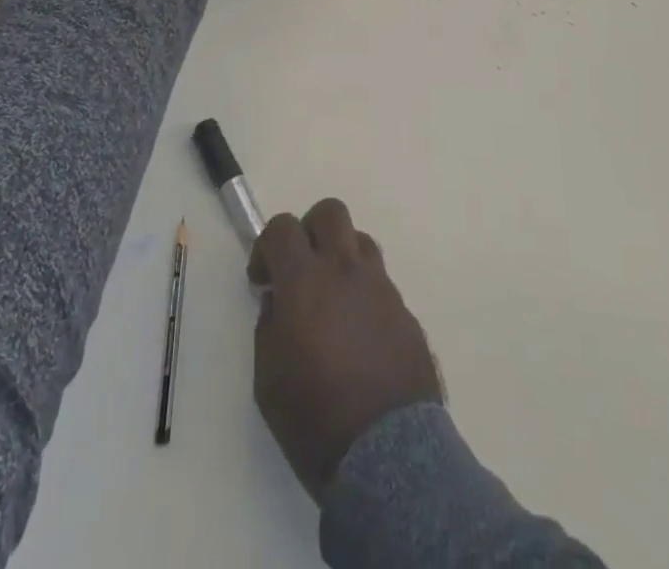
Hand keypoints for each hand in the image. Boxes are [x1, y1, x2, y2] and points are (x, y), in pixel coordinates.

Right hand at [249, 199, 443, 502]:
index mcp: (306, 280)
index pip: (283, 227)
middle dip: (309, 230)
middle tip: (300, 269)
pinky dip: (363, 292)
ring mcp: (381, 286)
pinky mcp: (405, 310)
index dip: (266, 246)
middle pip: (330, 212)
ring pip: (360, 241)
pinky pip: (380, 281)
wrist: (388, 456)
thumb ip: (269, 328)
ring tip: (331, 300)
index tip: (263, 280)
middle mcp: (346, 270)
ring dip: (340, 257)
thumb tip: (279, 304)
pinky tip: (358, 334)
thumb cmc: (315, 419)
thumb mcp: (268, 381)